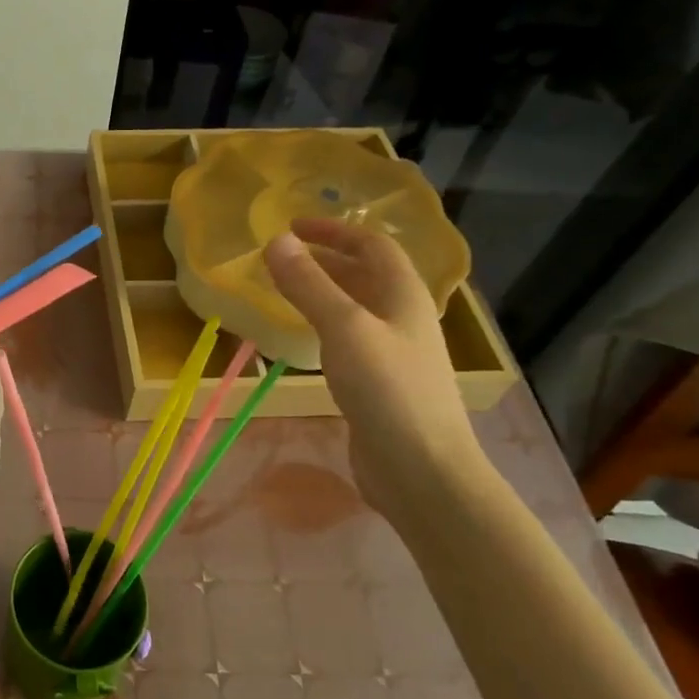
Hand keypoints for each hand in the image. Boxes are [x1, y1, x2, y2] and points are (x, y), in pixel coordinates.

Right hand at [264, 220, 483, 511]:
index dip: (334, 230)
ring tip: (284, 291)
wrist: (422, 471)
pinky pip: (349, 338)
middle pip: (366, 274)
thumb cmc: (388, 391)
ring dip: (323, 292)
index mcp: (404, 296)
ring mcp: (394, 352)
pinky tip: (303, 338)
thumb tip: (275, 241)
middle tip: (280, 259)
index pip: (372, 245)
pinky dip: (323, 325)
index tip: (291, 226)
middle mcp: (403, 318)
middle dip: (325, 259)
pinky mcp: (380, 383)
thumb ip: (309, 284)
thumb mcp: (344, 328)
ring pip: (356, 307)